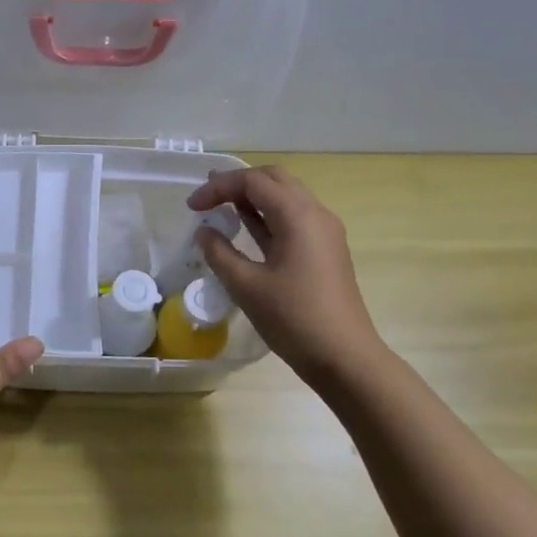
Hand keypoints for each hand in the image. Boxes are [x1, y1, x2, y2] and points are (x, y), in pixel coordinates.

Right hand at [187, 166, 385, 389]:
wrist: (344, 357)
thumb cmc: (293, 319)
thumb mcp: (246, 286)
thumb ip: (220, 253)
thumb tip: (204, 232)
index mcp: (298, 216)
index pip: (253, 182)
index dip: (218, 188)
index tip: (191, 207)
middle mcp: (316, 214)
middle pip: (274, 179)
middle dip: (238, 184)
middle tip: (208, 199)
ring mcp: (324, 232)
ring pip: (286, 196)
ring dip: (254, 197)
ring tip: (221, 208)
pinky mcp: (324, 250)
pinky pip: (294, 218)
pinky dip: (267, 215)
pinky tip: (247, 229)